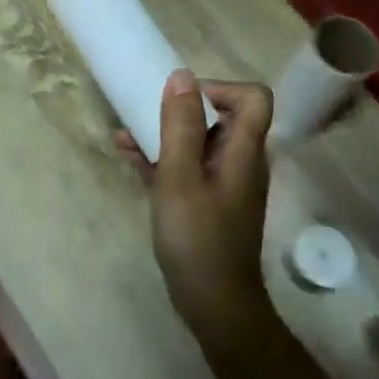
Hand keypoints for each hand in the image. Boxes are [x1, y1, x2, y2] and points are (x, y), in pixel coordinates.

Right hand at [116, 70, 274, 353]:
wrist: (214, 303)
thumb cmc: (197, 238)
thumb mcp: (180, 177)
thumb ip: (180, 126)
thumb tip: (181, 75)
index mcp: (244, 151)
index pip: (253, 97)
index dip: (219, 88)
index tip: (181, 100)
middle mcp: (241, 162)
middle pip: (222, 117)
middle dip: (181, 110)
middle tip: (144, 116)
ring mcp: (226, 184)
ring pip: (200, 143)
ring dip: (165, 134)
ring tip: (124, 136)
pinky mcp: (210, 203)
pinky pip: (190, 168)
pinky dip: (164, 159)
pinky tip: (131, 160)